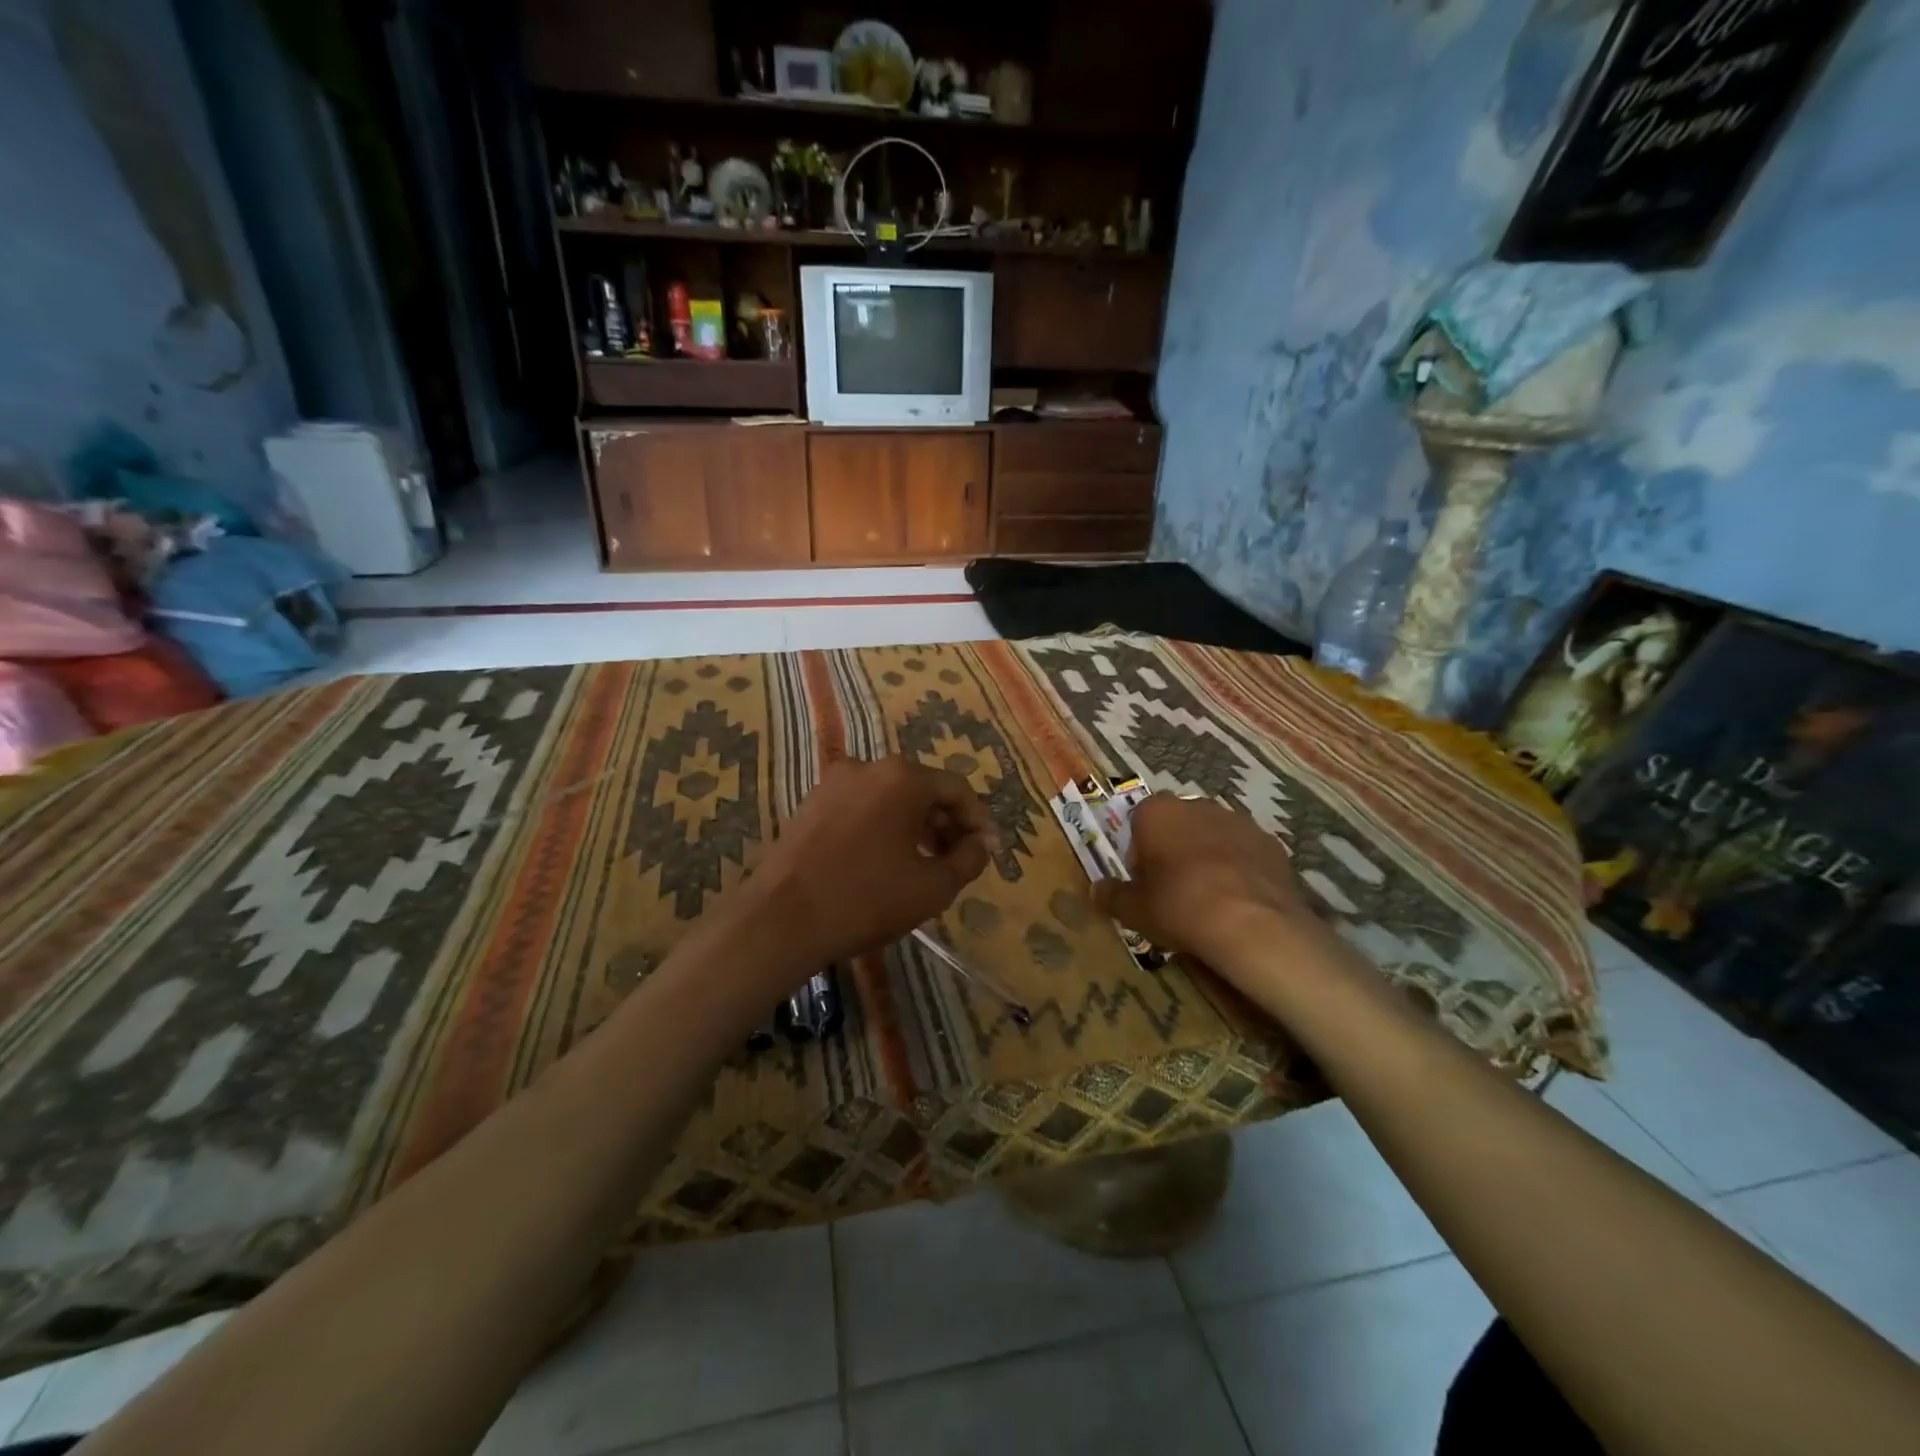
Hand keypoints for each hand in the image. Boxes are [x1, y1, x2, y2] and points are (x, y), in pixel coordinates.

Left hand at [744, 755, 994, 966]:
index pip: (956, 789)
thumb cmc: (867, 900)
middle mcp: (868, 766)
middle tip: (959, 860)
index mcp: (902, 777)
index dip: (978, 820)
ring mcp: (834, 783)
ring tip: (925, 864)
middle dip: (946, 823)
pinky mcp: (811, 803)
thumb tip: (980, 844)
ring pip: (890, 798)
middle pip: (922, 789)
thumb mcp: (933, 887)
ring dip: (915, 826)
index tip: (988, 851)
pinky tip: (886, 861)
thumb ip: (969, 859)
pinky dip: (883, 827)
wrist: (781, 920)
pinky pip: (862, 807)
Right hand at [1092, 795, 1323, 966]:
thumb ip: (1113, 896)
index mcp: (1158, 812)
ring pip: (1213, 836)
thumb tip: (1096, 890)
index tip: (1143, 881)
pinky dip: (1239, 870)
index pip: (1139, 820)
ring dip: (1207, 857)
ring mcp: (1239, 821)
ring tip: (1208, 899)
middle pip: (1178, 824)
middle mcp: (1198, 805)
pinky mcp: (1271, 843)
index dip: (1139, 852)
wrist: (1253, 925)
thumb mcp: (1134, 910)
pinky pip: (1245, 853)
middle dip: (1174, 849)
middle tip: (1172, 890)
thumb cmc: (1180, 907)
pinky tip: (1238, 903)